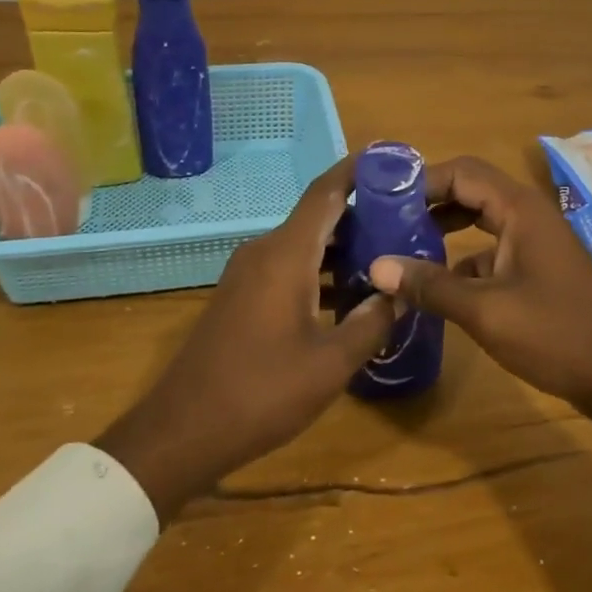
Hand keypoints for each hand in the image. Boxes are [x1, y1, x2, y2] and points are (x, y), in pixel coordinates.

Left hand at [96, 160, 391, 519]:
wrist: (183, 430)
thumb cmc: (261, 392)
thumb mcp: (330, 364)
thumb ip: (371, 323)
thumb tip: (398, 294)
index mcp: (285, 254)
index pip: (326, 193)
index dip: (358, 172)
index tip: (393, 161)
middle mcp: (264, 251)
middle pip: (318, 217)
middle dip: (362, 215)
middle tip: (407, 221)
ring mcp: (248, 274)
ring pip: (304, 245)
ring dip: (342, 248)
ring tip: (388, 257)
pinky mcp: (241, 296)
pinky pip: (288, 267)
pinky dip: (320, 271)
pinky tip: (348, 297)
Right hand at [369, 156, 591, 440]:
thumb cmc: (557, 334)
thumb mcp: (486, 312)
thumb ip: (431, 286)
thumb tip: (376, 266)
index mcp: (519, 209)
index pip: (460, 172)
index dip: (420, 181)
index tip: (381, 199)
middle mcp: (528, 214)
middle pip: (469, 189)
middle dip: (428, 201)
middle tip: (385, 220)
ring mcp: (535, 240)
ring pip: (480, 219)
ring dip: (444, 227)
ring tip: (402, 246)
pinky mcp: (537, 267)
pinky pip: (492, 248)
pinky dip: (462, 257)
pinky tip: (436, 284)